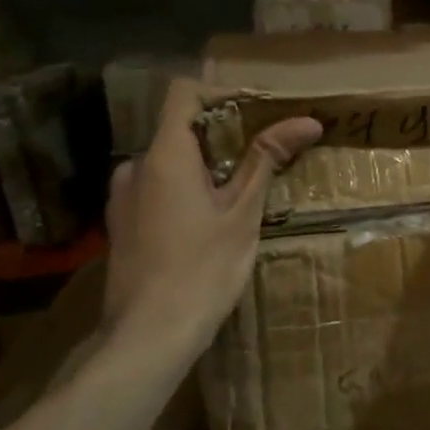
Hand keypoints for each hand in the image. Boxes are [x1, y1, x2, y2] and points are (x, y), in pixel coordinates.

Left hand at [102, 79, 321, 371]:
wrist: (148, 335)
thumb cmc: (203, 270)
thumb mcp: (243, 213)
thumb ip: (268, 160)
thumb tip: (307, 121)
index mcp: (164, 156)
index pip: (185, 93)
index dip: (224, 94)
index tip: (262, 113)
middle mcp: (135, 167)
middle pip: (181, 129)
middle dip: (225, 137)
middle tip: (265, 159)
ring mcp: (123, 198)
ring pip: (170, 162)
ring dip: (207, 167)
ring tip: (243, 195)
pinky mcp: (122, 224)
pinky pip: (158, 189)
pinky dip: (187, 190)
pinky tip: (212, 222)